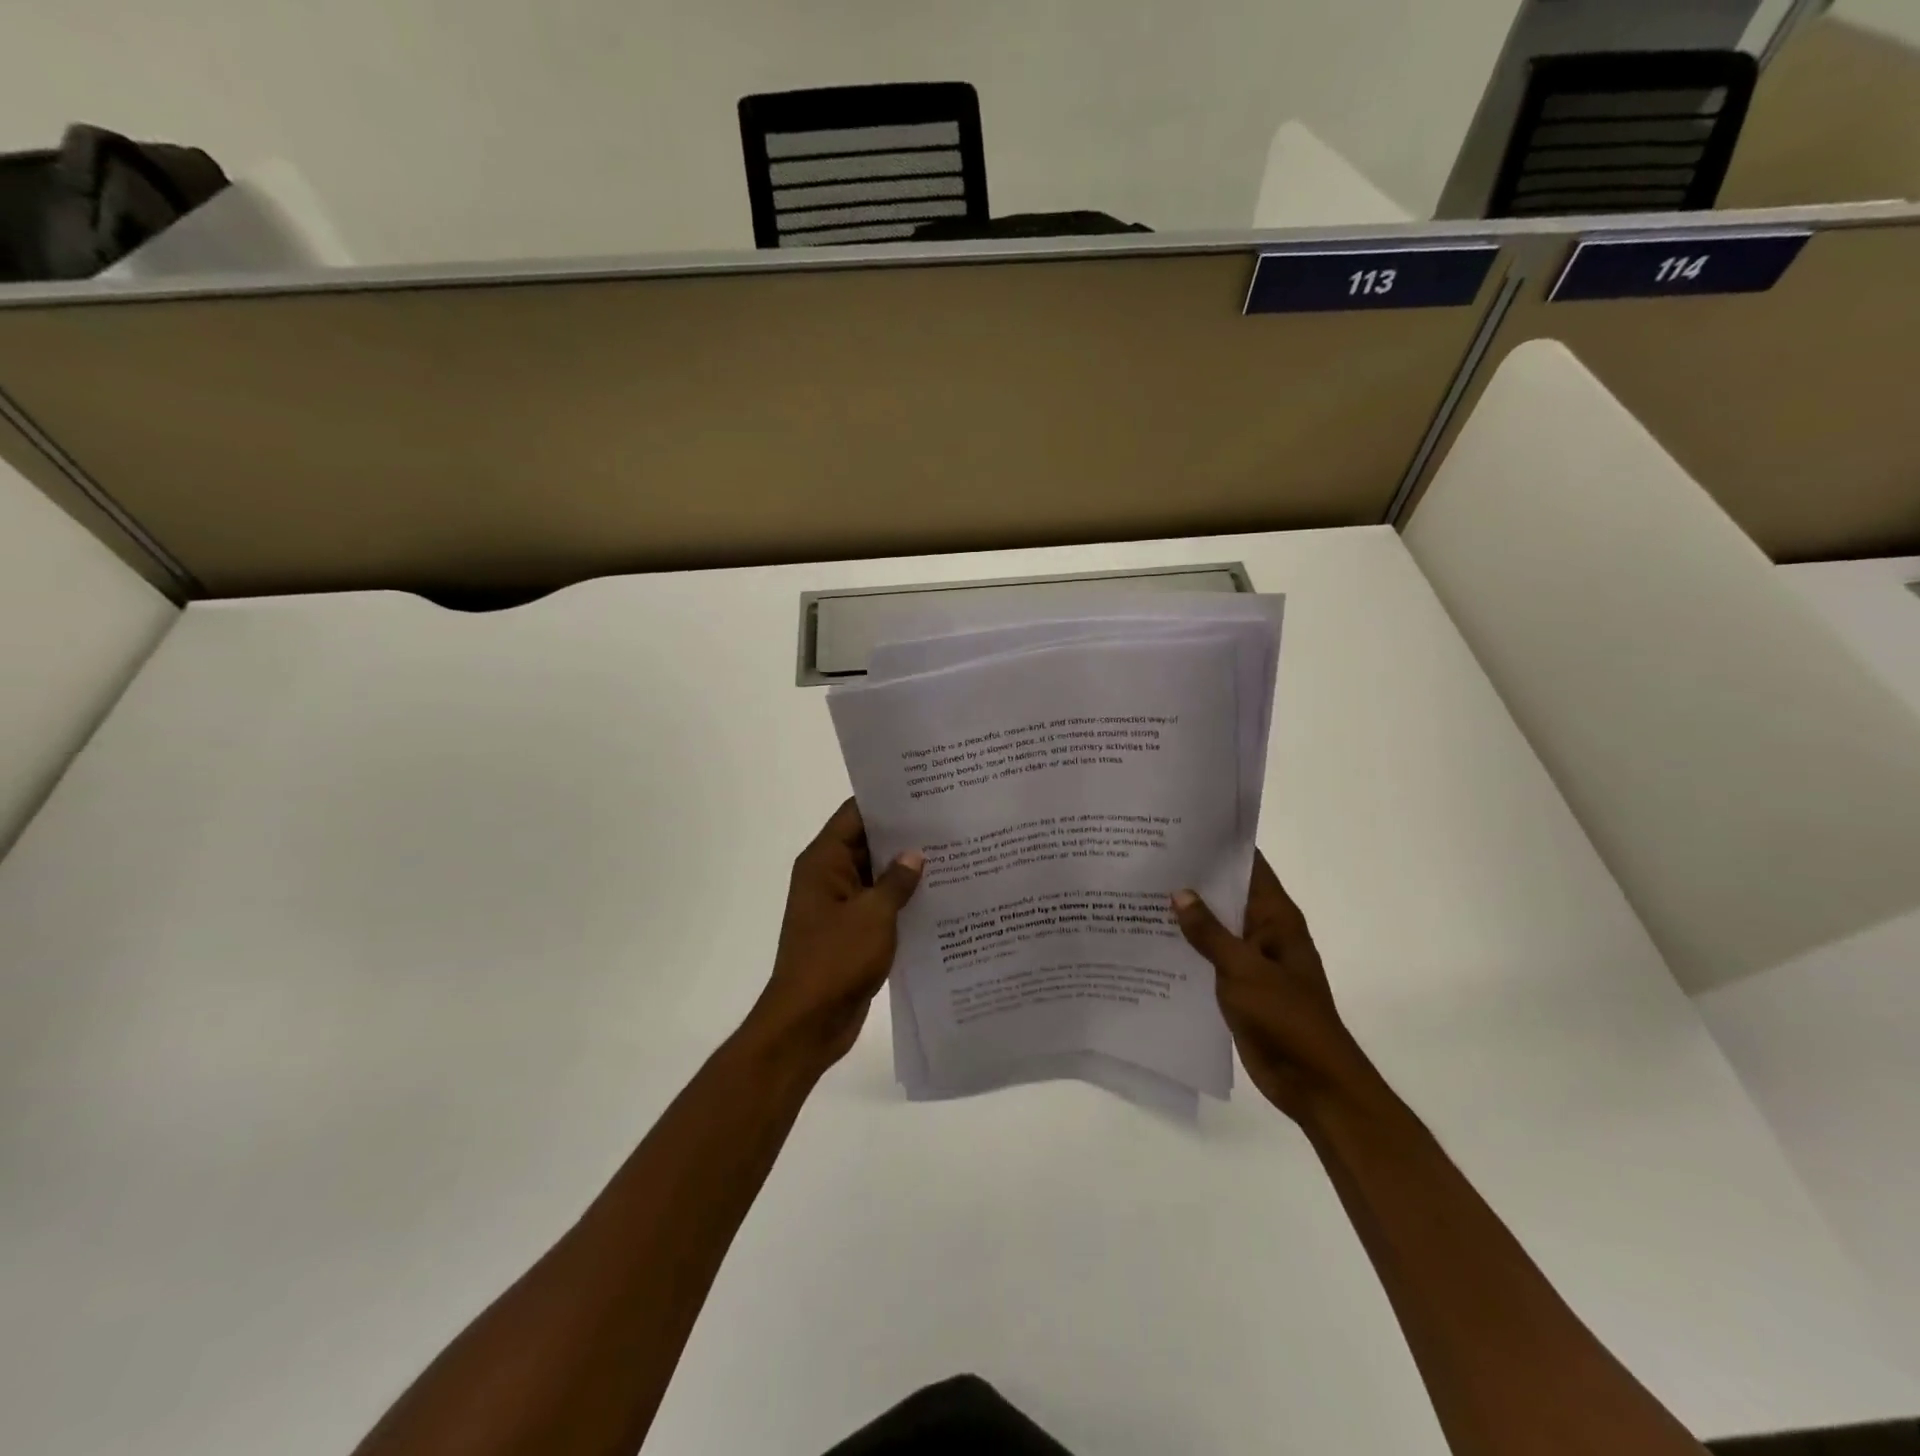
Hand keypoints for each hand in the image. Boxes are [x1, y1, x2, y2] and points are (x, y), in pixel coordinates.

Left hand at [744, 799, 923, 1072]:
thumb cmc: (835, 960)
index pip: (855, 815)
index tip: (924, 791)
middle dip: (904, 835)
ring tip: (953, 853)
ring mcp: (839, 906)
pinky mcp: (852, 932)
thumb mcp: (874, 915)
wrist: (808, 1023)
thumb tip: (915, 854)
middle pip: (867, 843)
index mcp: (823, 862)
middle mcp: (828, 877)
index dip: (887, 802)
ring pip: (876, 876)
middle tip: (949, 820)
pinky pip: (879, 905)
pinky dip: (902, 900)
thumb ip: (897, 881)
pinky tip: (940, 896)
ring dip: (906, 870)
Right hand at [1173, 853, 1378, 1124]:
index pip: (1250, 867)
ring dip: (1186, 915)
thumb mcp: (1243, 970)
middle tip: (1148, 858)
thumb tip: (1179, 893)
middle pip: (1227, 894)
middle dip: (1194, 878)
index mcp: (1277, 918)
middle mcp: (1264, 932)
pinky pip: (1209, 958)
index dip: (1221, 846)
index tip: (1182, 828)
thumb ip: (1209, 932)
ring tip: (1139, 893)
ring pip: (1215, 927)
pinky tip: (1151, 941)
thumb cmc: (1286, 1017)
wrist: (1312, 1082)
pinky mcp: (1238, 986)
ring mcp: (1251, 960)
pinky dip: (1186, 948)